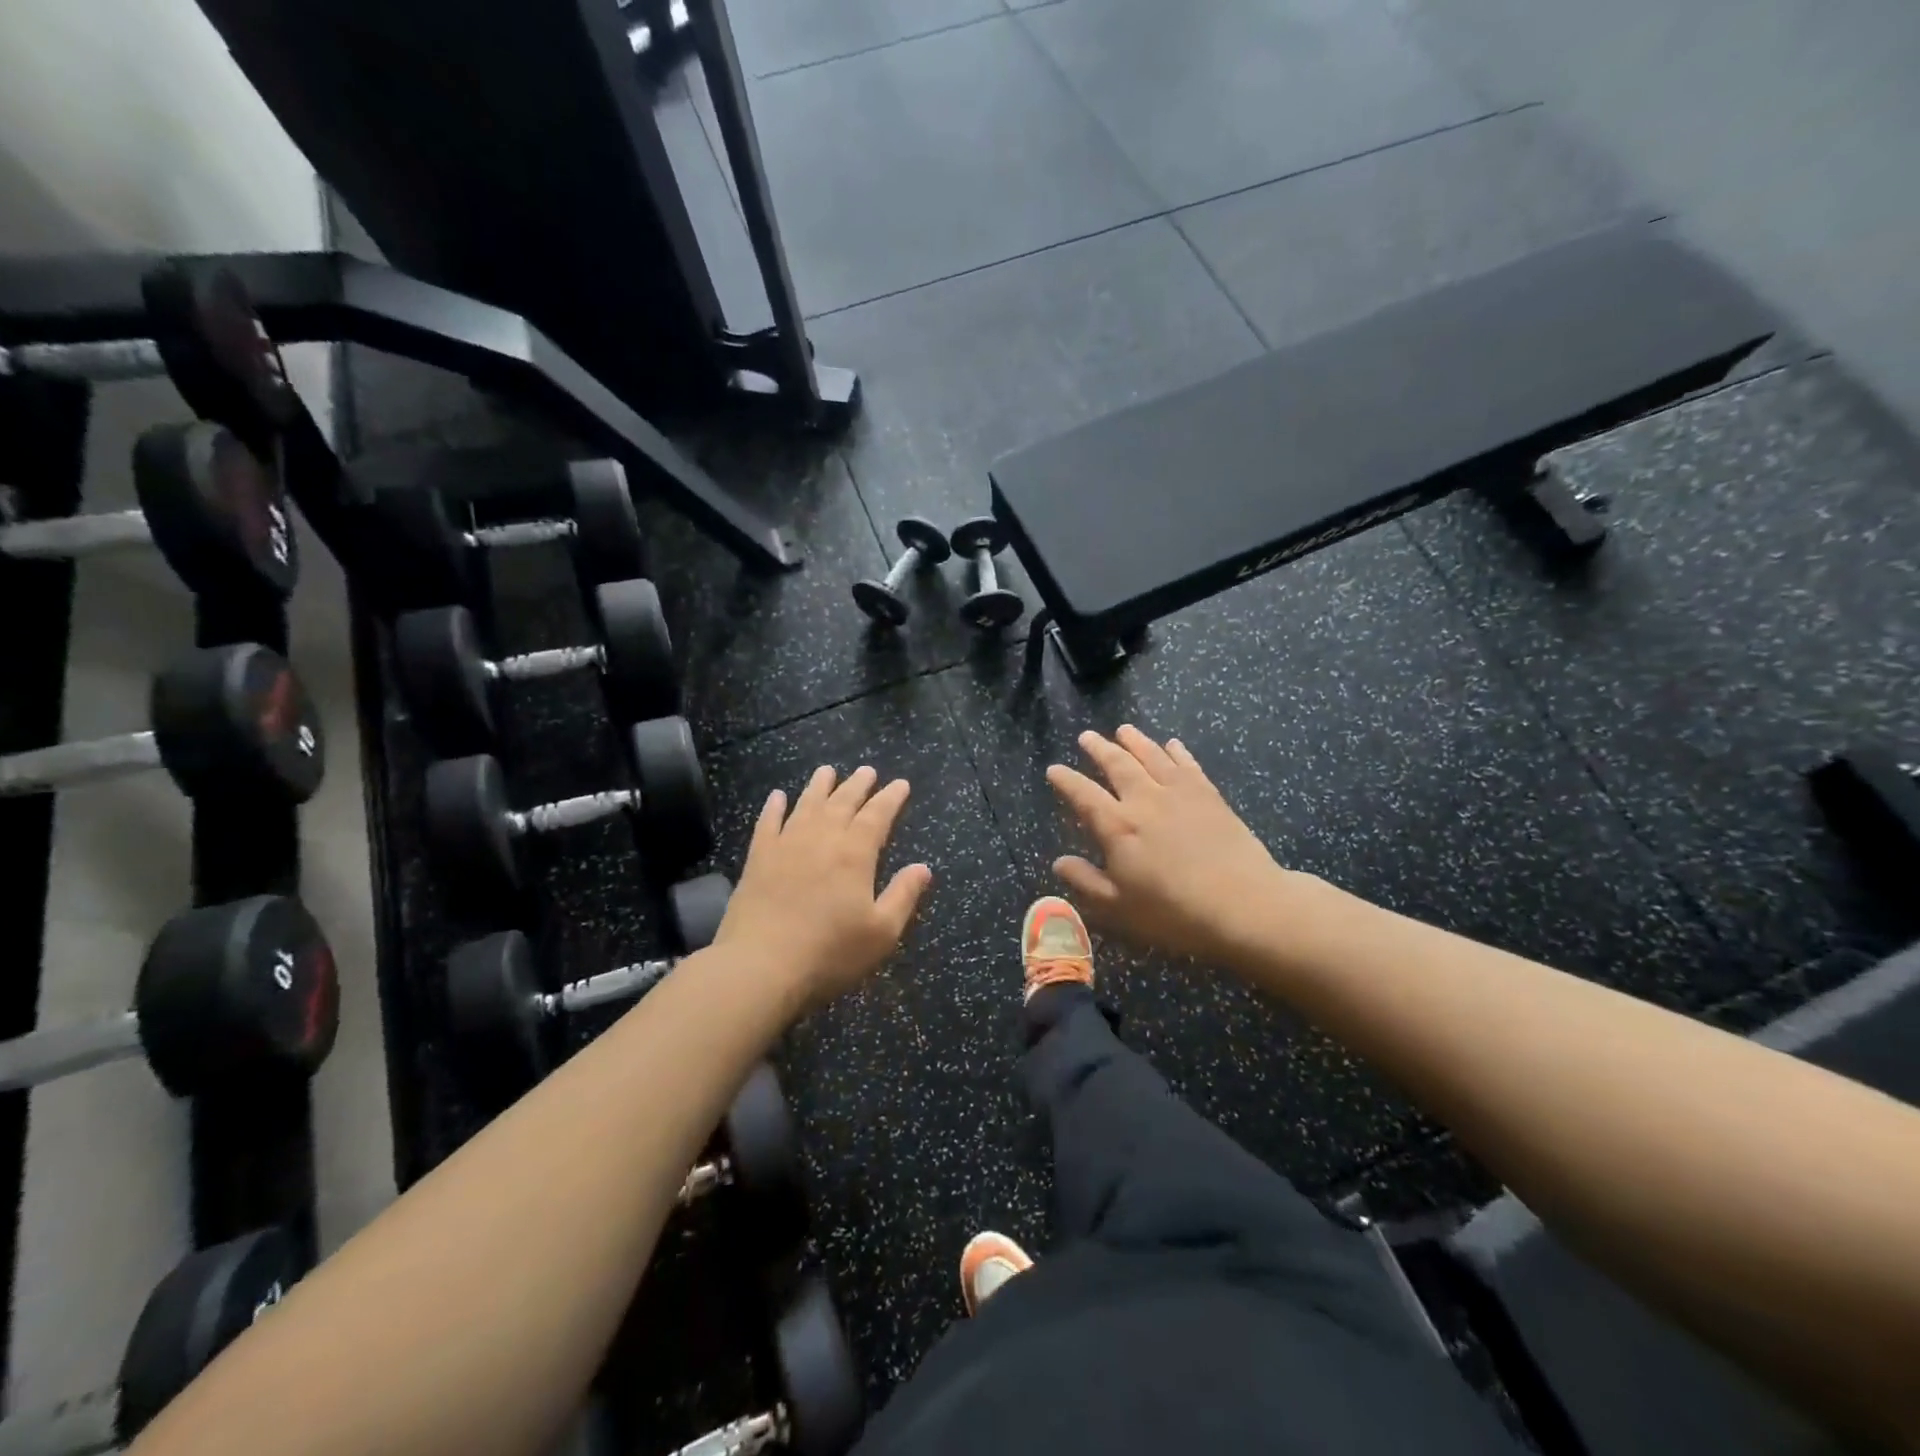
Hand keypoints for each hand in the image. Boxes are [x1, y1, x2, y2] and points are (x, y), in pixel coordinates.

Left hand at [712, 765, 932, 1005]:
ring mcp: (786, 845)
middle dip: (858, 785)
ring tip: (827, 771)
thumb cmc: (829, 953)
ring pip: (806, 804)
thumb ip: (903, 896)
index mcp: (855, 854)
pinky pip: (767, 823)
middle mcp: (821, 839)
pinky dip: (773, 807)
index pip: (877, 816)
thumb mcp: (881, 933)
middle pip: (842, 802)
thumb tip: (923, 868)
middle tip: (868, 770)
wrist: (759, 966)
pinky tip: (777, 797)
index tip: (900, 783)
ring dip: (819, 786)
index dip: (890, 798)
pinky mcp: (758, 859)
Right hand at [1047, 726, 1297, 965]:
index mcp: (1118, 826)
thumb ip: (1086, 881)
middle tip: (1087, 736)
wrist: (1245, 905)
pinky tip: (1172, 744)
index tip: (1054, 769)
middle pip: (1117, 764)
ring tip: (1123, 729)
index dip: (1066, 780)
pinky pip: (1188, 765)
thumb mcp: (1119, 907)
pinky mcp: (1210, 795)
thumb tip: (1059, 862)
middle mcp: (1145, 800)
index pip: (1083, 794)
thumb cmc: (1174, 913)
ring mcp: (1180, 793)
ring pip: (1152, 756)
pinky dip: (1177, 751)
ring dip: (1135, 741)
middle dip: (1099, 749)